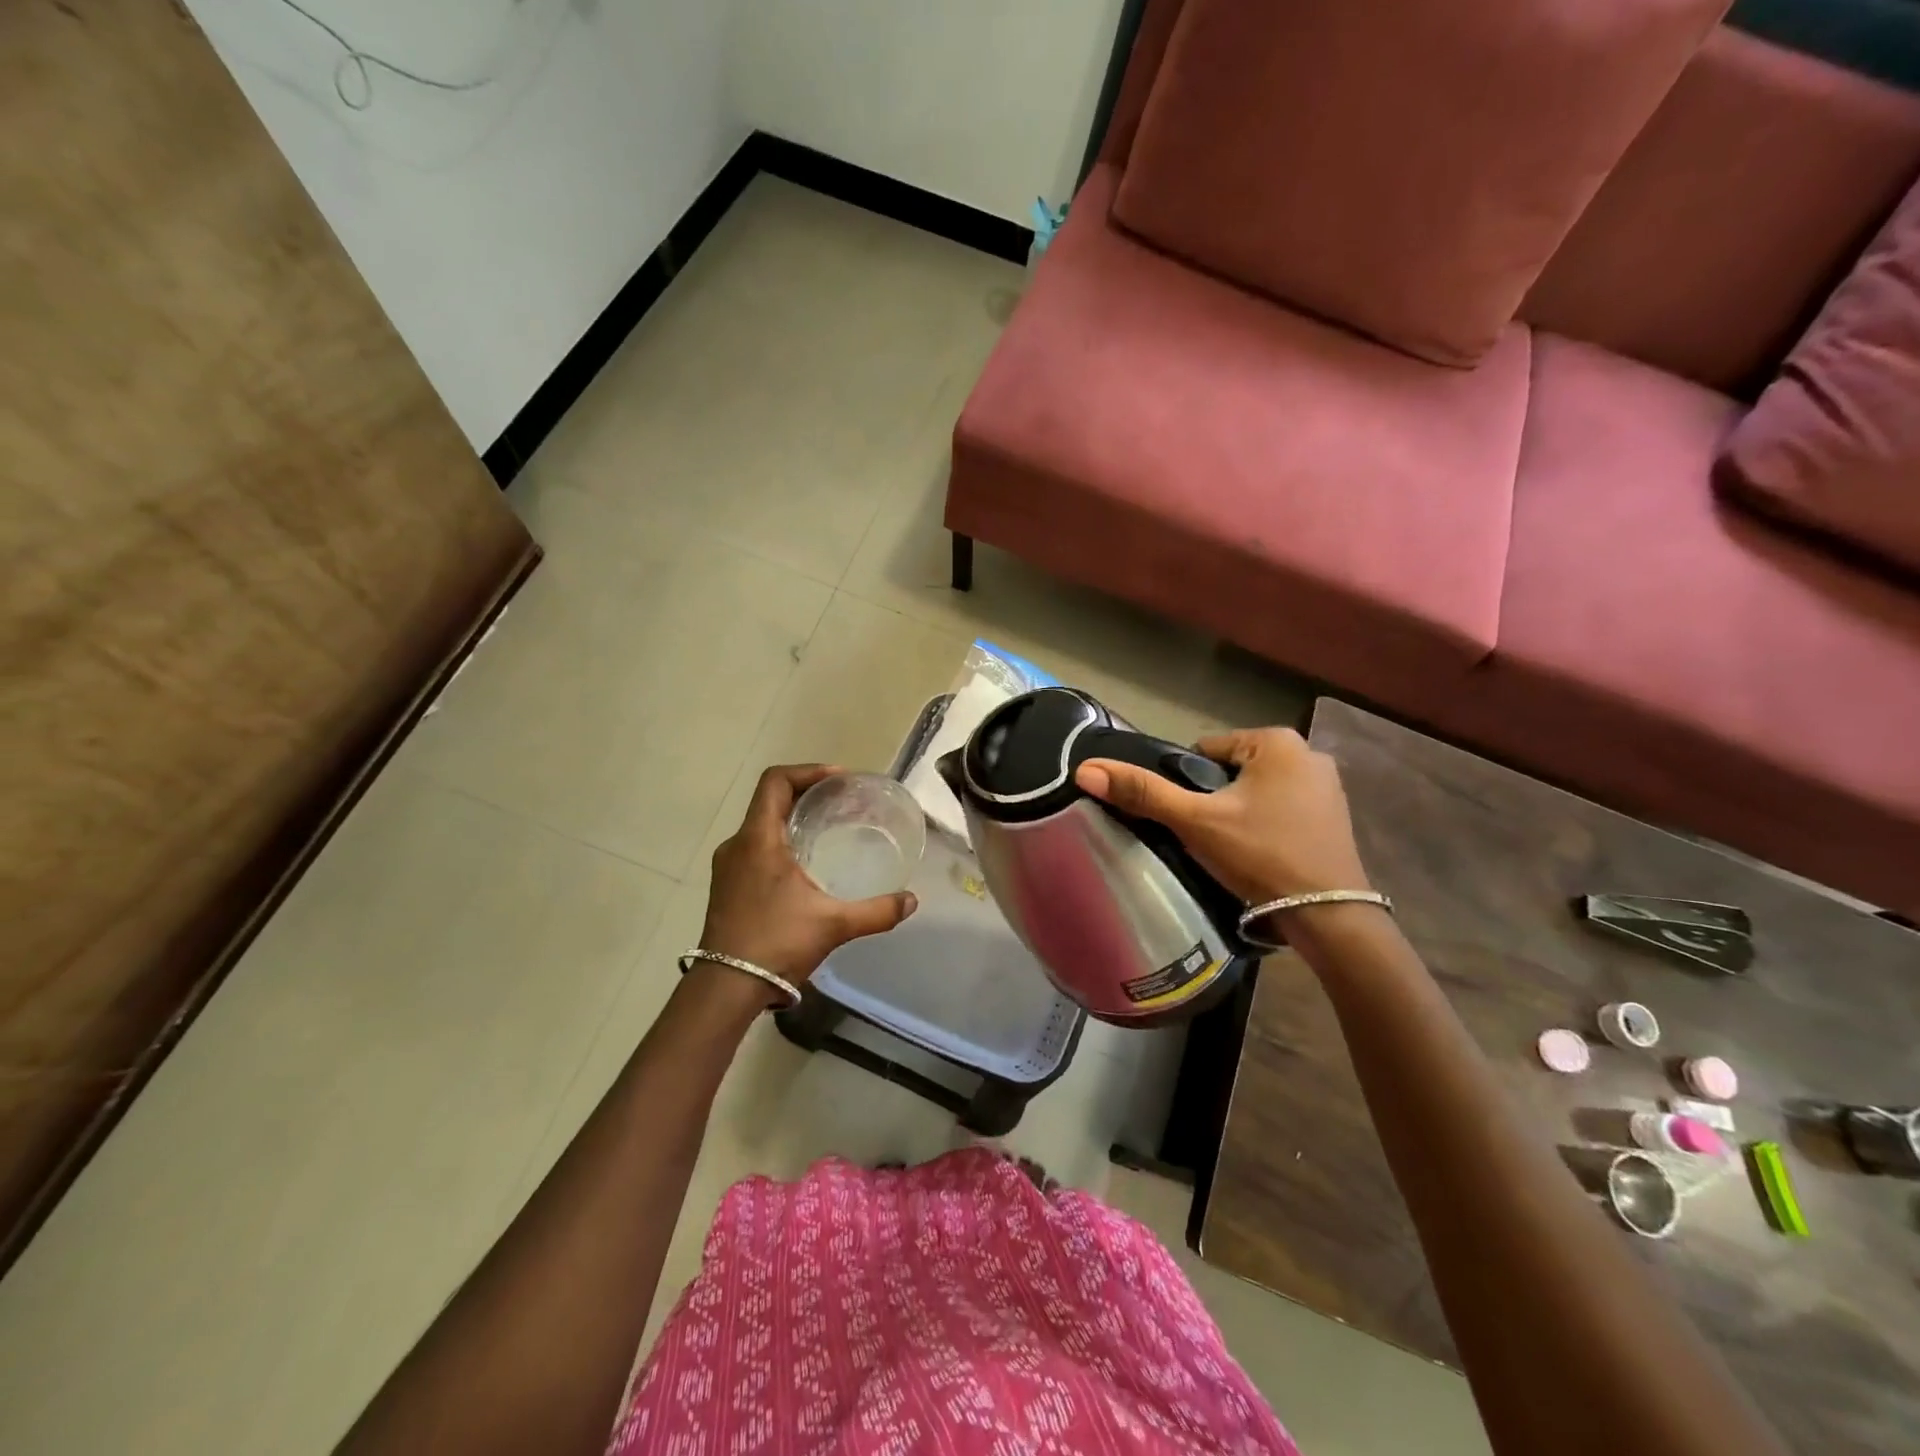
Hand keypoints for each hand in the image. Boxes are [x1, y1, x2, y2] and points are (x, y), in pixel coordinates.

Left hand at [699, 764, 917, 987]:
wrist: (725, 988)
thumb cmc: (776, 944)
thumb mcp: (833, 925)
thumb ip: (876, 911)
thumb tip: (911, 901)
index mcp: (758, 840)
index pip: (776, 781)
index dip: (809, 771)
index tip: (840, 780)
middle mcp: (738, 845)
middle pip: (770, 799)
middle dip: (808, 793)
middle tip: (843, 802)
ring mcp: (728, 867)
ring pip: (761, 824)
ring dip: (793, 818)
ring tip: (828, 828)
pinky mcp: (726, 886)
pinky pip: (755, 846)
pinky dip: (781, 841)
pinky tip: (805, 864)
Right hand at [1075, 727, 1369, 904]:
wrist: (1328, 916)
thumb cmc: (1260, 855)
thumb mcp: (1195, 821)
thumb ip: (1143, 792)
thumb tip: (1086, 769)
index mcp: (1277, 741)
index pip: (1205, 751)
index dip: (1187, 784)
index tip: (1189, 818)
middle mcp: (1308, 753)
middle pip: (1232, 771)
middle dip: (1216, 798)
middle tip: (1208, 836)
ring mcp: (1328, 786)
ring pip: (1257, 791)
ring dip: (1240, 812)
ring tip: (1232, 849)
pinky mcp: (1336, 816)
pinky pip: (1282, 809)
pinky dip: (1267, 825)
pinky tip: (1261, 855)